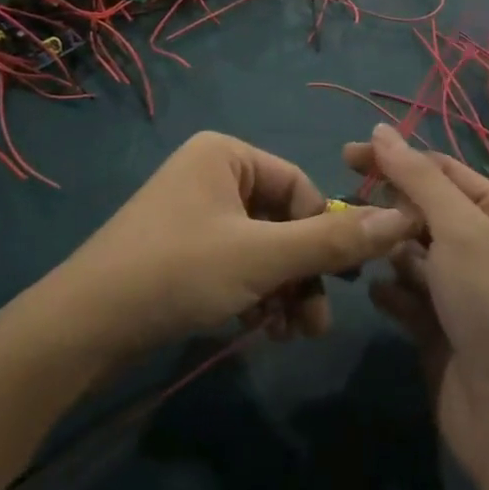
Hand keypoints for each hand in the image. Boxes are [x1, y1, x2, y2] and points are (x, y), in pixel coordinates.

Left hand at [45, 132, 416, 361]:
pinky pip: (235, 263)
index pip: (300, 188)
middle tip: (313, 327)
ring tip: (285, 336)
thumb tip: (404, 218)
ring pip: (261, 247)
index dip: (324, 236)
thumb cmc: (178, 270)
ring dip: (280, 290)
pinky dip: (253, 295)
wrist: (85, 324)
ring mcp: (194, 211)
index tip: (342, 286)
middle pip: (281, 220)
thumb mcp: (262, 258)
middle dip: (301, 274)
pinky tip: (255, 332)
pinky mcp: (181, 248)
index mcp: (227, 153)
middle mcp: (211, 172)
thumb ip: (332, 243)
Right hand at [344, 125, 488, 485]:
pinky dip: (391, 290)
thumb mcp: (457, 227)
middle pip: (424, 209)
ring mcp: (462, 287)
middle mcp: (484, 244)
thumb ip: (416, 176)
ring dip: (388, 251)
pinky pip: (407, 292)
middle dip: (390, 209)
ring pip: (411, 250)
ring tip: (365, 254)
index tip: (349, 156)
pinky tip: (379, 295)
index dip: (396, 158)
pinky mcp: (440, 323)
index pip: (441, 170)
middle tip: (347, 208)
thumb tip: (381, 130)